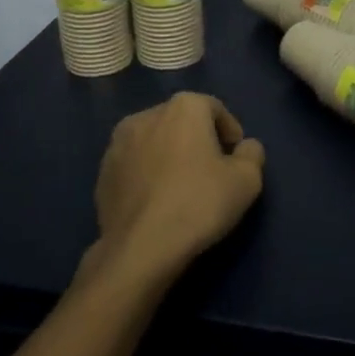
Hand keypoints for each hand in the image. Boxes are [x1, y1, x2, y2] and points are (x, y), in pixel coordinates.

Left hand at [88, 93, 265, 284]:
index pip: (215, 109)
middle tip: (212, 171)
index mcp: (183, 107)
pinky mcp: (101, 172)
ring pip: (154, 141)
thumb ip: (252, 154)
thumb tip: (245, 147)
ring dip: (169, 155)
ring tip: (181, 186)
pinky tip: (156, 201)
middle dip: (198, 139)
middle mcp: (146, 115)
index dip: (230, 131)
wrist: (140, 247)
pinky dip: (147, 174)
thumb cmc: (199, 203)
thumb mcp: (246, 181)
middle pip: (181, 121)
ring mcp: (118, 143)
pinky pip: (134, 165)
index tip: (236, 157)